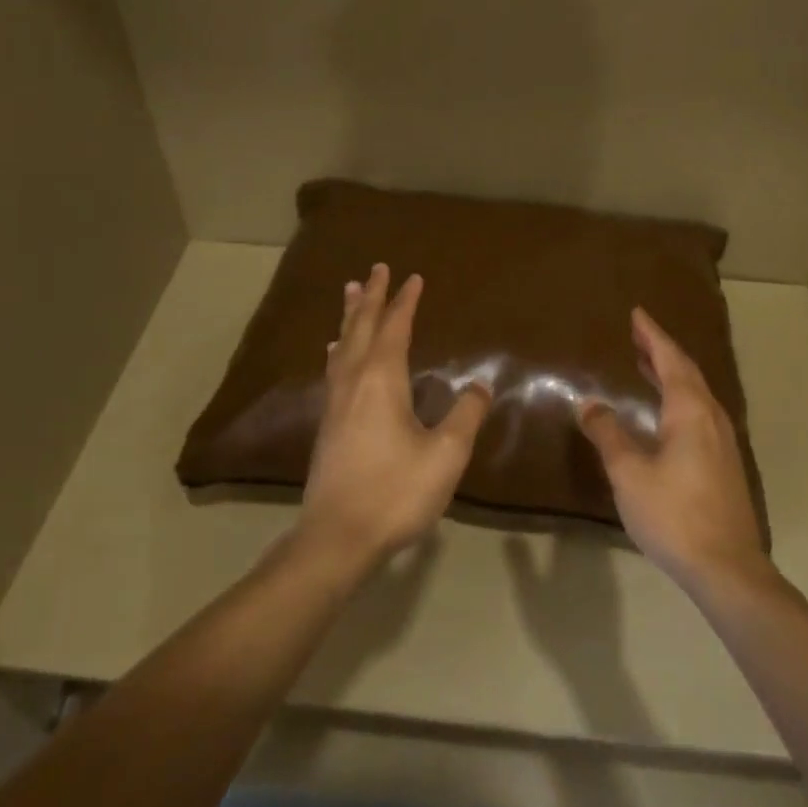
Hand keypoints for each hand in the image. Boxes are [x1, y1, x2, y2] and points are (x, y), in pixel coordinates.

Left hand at [298, 263, 491, 572]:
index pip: (395, 328)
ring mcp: (336, 402)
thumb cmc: (395, 492)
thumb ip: (465, 416)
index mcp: (382, 380)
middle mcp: (354, 381)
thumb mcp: (445, 456)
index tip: (413, 277)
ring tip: (350, 292)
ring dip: (350, 317)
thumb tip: (480, 385)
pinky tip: (335, 352)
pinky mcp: (327, 423)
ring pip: (343, 345)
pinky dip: (339, 347)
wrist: (336, 537)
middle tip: (376, 269)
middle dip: (371, 297)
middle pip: (361, 328)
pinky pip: (334, 368)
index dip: (405, 302)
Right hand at [579, 307, 768, 590]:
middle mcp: (711, 418)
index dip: (652, 335)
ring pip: (696, 395)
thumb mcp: (629, 473)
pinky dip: (678, 399)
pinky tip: (665, 414)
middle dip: (661, 351)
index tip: (637, 313)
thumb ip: (608, 434)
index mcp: (690, 412)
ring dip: (671, 375)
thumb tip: (589, 404)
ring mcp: (723, 443)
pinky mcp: (724, 465)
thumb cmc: (674, 514)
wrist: (727, 568)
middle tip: (638, 334)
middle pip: (687, 372)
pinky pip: (699, 414)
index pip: (670, 360)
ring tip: (647, 365)